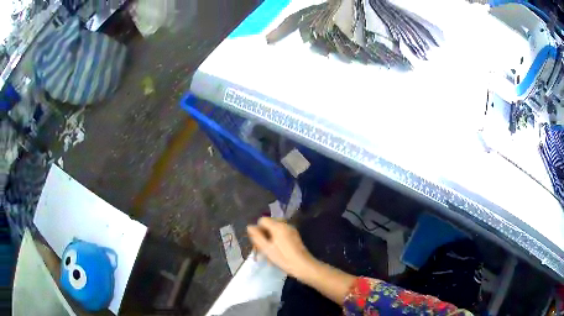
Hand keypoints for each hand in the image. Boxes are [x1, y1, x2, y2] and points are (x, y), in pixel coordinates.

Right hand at [247, 217, 315, 277]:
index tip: (258, 241)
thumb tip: (249, 226)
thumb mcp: (266, 249)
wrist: (303, 266)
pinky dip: (277, 240)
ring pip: (275, 230)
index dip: (257, 229)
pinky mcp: (295, 236)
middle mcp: (285, 225)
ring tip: (269, 251)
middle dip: (264, 234)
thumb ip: (257, 236)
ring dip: (270, 238)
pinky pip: (282, 234)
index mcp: (278, 226)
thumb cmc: (283, 258)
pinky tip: (277, 251)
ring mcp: (292, 230)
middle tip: (262, 247)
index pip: (262, 220)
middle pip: (269, 224)